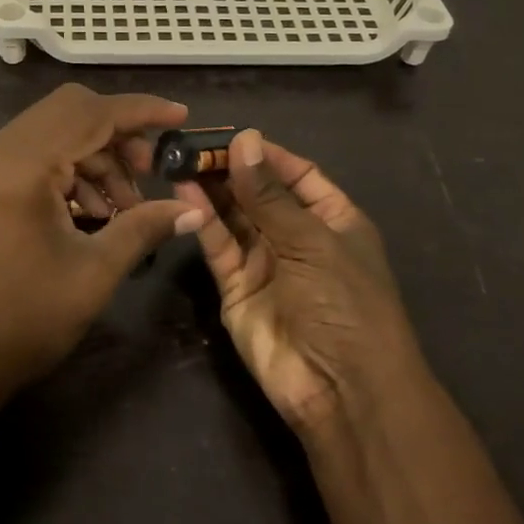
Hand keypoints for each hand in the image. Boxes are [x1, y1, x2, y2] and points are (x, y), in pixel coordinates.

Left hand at [0, 84, 205, 403]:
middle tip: (150, 169)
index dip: (141, 111)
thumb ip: (144, 228)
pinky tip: (94, 211)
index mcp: (21, 165)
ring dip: (96, 156)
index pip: (91, 114)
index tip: (181, 116)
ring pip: (54, 130)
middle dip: (118, 133)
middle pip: (70, 110)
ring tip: (126, 205)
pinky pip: (36, 153)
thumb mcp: (94, 273)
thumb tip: (193, 210)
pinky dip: (71, 169)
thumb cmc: (24, 319)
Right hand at [175, 130, 425, 432]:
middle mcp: (298, 237)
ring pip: (234, 217)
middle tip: (192, 145)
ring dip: (211, 190)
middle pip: (260, 193)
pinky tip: (183, 192)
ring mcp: (265, 263)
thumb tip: (244, 139)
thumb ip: (269, 194)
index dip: (266, 154)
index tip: (229, 135)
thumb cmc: (344, 303)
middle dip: (230, 170)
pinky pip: (218, 246)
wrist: (340, 388)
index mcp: (333, 220)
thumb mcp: (312, 241)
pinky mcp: (236, 288)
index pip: (298, 174)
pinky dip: (202, 221)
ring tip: (179, 161)